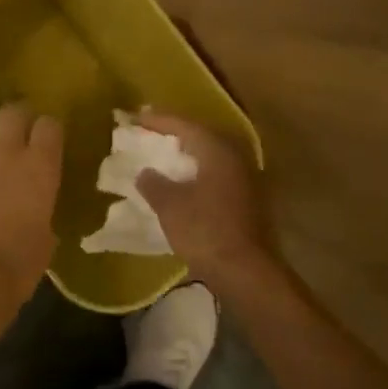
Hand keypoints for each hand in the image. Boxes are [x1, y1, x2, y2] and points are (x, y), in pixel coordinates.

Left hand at [0, 102, 63, 319]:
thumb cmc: (19, 264)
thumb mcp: (45, 240)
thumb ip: (41, 214)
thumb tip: (36, 214)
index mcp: (40, 167)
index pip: (49, 125)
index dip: (49, 129)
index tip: (49, 141)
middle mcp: (6, 154)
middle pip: (11, 112)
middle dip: (16, 118)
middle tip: (19, 134)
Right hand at [134, 111, 274, 290]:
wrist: (246, 272)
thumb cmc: (205, 230)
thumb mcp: (170, 205)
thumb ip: (154, 183)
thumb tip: (146, 173)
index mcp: (218, 151)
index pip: (185, 125)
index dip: (159, 120)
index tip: (137, 116)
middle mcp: (236, 158)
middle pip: (202, 137)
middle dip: (176, 134)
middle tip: (152, 132)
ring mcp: (247, 180)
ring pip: (212, 157)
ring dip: (189, 155)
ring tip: (165, 156)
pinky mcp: (249, 201)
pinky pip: (218, 175)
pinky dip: (198, 173)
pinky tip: (184, 183)